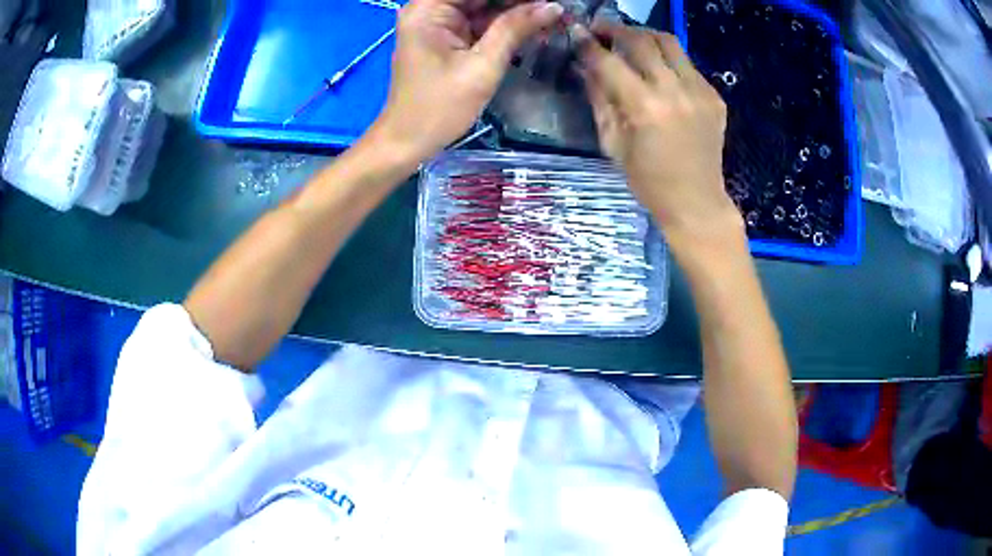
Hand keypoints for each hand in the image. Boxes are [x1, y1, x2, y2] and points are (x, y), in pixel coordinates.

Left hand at [371, 0, 563, 163]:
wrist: (408, 141)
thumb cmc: (439, 108)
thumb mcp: (482, 66)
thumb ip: (515, 29)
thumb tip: (553, 7)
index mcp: (427, 9)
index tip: (547, 1)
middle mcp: (428, 8)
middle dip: (517, 2)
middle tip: (553, 8)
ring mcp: (436, 22)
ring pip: (483, 5)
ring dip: (514, 11)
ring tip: (549, 15)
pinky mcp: (445, 36)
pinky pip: (479, 21)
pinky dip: (504, 23)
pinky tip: (533, 24)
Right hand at [576, 22, 740, 238]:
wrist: (696, 201)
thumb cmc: (648, 180)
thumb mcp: (613, 143)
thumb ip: (599, 98)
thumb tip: (586, 66)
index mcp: (644, 107)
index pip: (608, 61)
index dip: (588, 44)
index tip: (577, 34)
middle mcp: (674, 90)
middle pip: (641, 40)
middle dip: (616, 30)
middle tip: (602, 31)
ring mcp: (699, 91)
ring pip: (669, 42)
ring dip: (645, 36)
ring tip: (631, 42)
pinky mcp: (714, 96)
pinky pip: (687, 64)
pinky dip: (668, 60)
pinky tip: (660, 72)